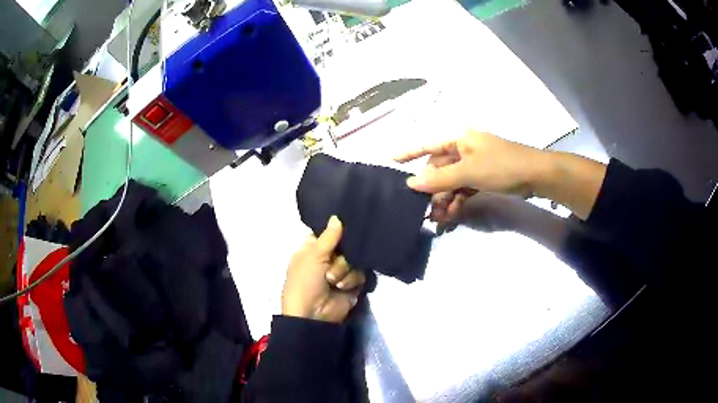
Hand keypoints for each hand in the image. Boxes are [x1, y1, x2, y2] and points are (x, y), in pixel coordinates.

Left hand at [282, 216, 365, 322]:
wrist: (313, 314)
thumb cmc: (305, 281)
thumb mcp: (313, 256)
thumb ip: (328, 236)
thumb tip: (336, 216)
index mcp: (313, 249)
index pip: (329, 233)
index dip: (336, 229)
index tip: (347, 222)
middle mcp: (328, 258)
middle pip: (346, 245)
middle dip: (341, 254)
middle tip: (334, 259)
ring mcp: (341, 271)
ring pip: (354, 259)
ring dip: (344, 269)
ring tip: (333, 281)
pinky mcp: (353, 284)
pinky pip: (360, 273)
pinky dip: (351, 280)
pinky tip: (342, 287)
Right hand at [395, 130, 543, 224]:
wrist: (536, 175)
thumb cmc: (501, 166)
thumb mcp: (469, 172)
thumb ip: (440, 179)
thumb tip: (411, 183)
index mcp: (459, 139)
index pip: (428, 145)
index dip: (409, 153)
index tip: (391, 160)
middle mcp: (464, 149)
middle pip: (440, 168)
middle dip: (432, 189)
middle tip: (425, 209)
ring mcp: (475, 164)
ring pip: (452, 181)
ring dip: (445, 199)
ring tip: (440, 219)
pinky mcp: (484, 177)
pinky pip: (464, 188)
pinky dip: (458, 200)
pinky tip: (453, 215)